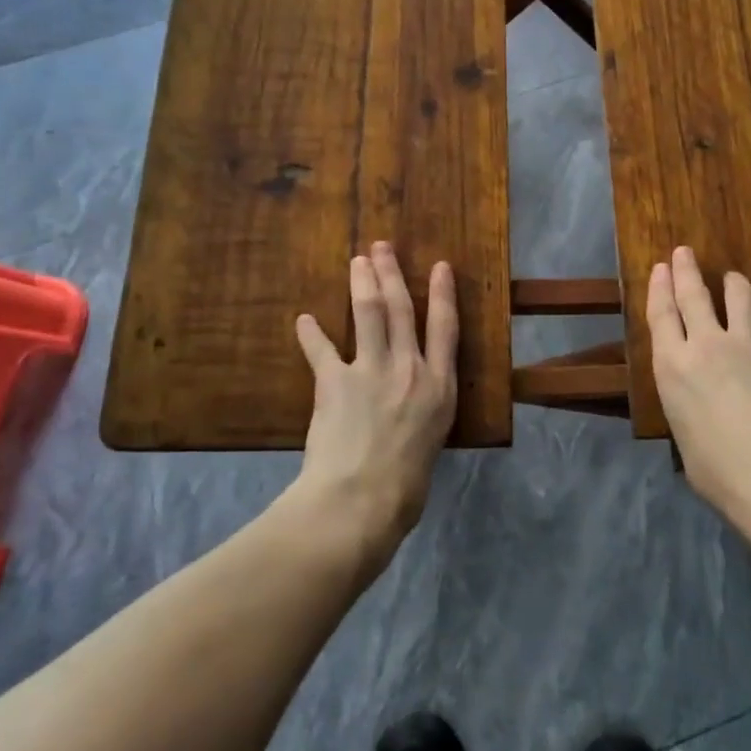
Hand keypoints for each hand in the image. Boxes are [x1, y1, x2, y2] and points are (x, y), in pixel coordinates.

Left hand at [293, 242, 458, 560]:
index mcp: (440, 387)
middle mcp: (410, 369)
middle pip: (402, 310)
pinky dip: (312, 334)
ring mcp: (372, 372)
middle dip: (392, 274)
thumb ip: (422, 416)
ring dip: (362, 284)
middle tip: (382, 248)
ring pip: (369, 314)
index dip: (443, 293)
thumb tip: (411, 412)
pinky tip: (304, 319)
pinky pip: (322, 350)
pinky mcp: (335, 382)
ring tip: (357, 260)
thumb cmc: (404, 489)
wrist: (361, 502)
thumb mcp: (429, 445)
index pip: (445, 328)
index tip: (440, 266)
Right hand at [647, 246, 750, 514]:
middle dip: (687, 271)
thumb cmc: (713, 469)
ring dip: (736, 285)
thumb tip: (701, 414)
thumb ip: (688, 408)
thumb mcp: (683, 434)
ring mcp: (750, 349)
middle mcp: (707, 346)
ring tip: (734, 277)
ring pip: (742, 301)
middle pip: (694, 296)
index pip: (661, 315)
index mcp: (673, 366)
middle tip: (684, 252)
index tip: (660, 267)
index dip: (659, 287)